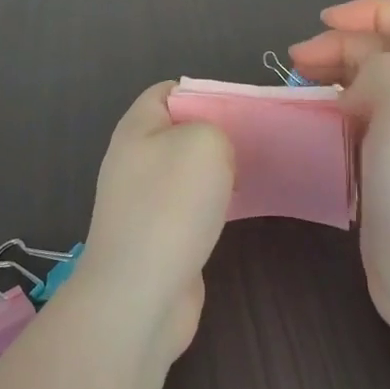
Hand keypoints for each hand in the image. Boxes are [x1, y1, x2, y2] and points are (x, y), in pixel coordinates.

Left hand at [70, 82, 233, 357]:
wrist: (139, 296)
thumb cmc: (170, 207)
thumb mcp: (204, 143)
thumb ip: (215, 129)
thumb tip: (214, 151)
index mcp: (137, 129)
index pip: (168, 92)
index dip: (203, 92)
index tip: (239, 108)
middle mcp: (135, 160)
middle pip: (181, 132)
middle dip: (217, 134)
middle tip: (254, 141)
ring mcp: (144, 201)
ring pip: (188, 171)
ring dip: (219, 172)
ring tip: (254, 173)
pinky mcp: (158, 236)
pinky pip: (191, 207)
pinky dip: (215, 205)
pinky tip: (239, 211)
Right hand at [289, 0, 389, 337]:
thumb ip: (381, 70)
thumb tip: (356, 84)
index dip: (373, 10)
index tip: (324, 23)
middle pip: (384, 52)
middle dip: (339, 44)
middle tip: (297, 62)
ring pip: (366, 87)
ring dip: (330, 77)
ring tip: (294, 88)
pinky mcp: (383, 171)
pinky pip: (354, 125)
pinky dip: (328, 113)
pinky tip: (307, 126)